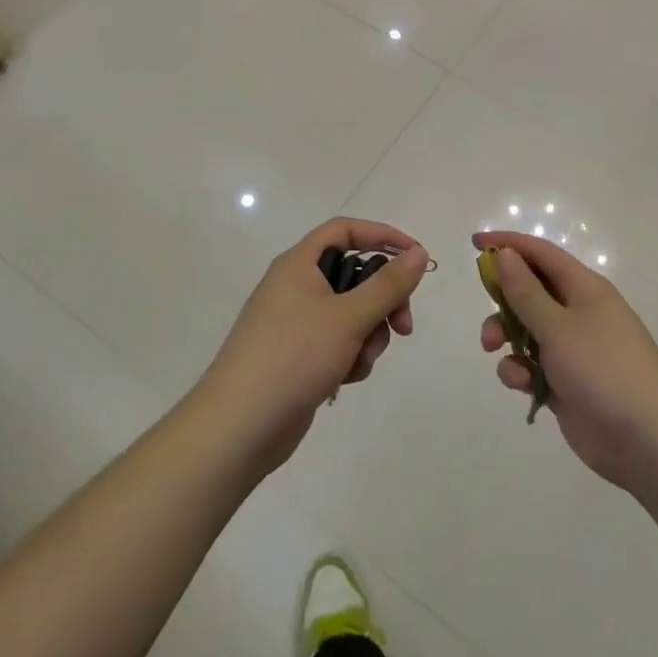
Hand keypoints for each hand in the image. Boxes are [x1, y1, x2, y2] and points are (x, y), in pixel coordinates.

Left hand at [200, 218, 427, 471]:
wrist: (239, 426)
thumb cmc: (293, 357)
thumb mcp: (349, 317)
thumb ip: (388, 284)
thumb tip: (418, 253)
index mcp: (298, 264)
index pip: (345, 230)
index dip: (382, 235)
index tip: (416, 256)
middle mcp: (295, 286)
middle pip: (354, 275)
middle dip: (383, 301)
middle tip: (403, 327)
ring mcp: (295, 322)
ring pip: (351, 313)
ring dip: (367, 335)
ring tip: (359, 362)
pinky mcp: (298, 355)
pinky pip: (337, 342)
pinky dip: (349, 356)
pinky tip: (344, 378)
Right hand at [475, 231, 657, 493]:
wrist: (649, 442)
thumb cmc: (604, 370)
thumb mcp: (559, 326)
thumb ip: (526, 291)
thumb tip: (505, 254)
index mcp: (584, 289)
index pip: (541, 254)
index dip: (508, 245)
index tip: (474, 243)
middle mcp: (578, 313)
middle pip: (529, 291)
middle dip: (502, 301)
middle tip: (485, 310)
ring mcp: (573, 349)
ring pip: (526, 330)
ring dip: (506, 337)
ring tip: (494, 351)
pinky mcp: (565, 383)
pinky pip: (532, 365)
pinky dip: (520, 371)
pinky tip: (522, 385)